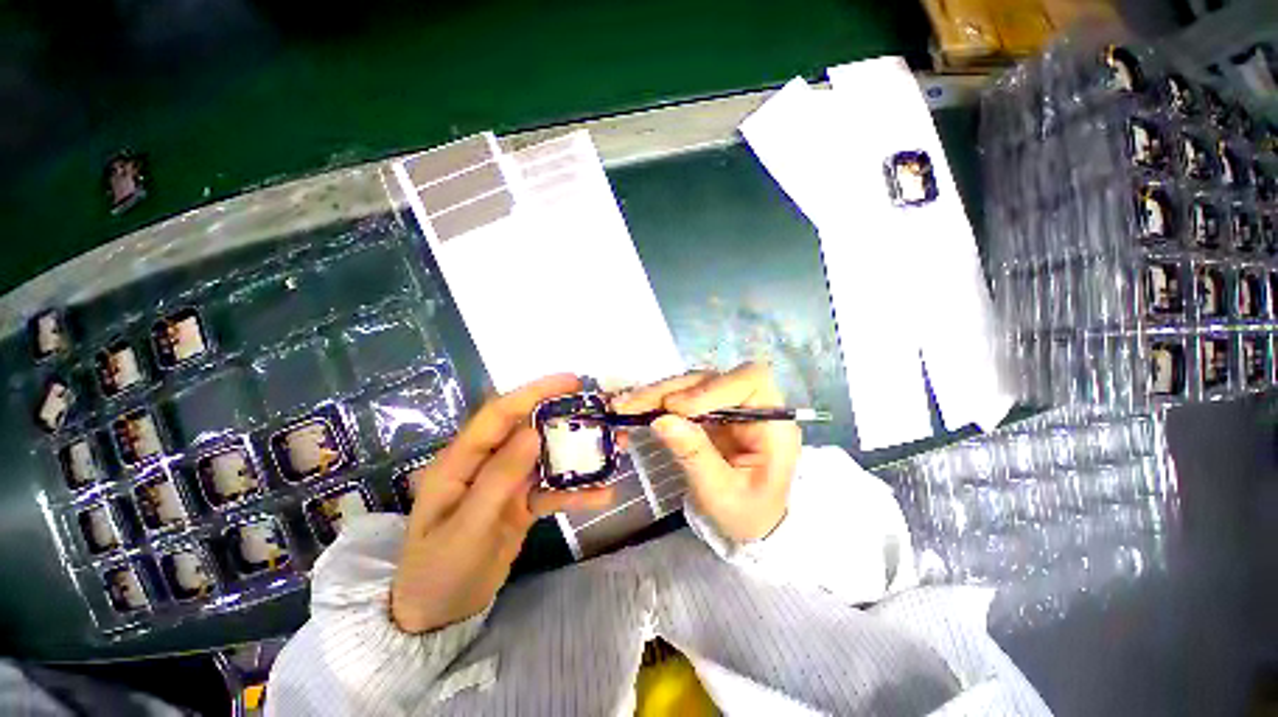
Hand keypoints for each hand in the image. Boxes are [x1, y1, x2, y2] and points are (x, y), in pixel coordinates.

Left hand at [390, 374, 614, 633]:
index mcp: (461, 461)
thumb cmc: (440, 571)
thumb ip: (499, 478)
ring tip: (615, 448)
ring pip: (547, 458)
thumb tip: (533, 432)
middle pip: (530, 430)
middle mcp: (486, 463)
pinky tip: (603, 495)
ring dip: (580, 453)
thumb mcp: (467, 527)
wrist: (438, 617)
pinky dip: (576, 491)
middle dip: (567, 419)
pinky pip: (552, 490)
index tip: (571, 382)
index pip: (500, 414)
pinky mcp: (521, 503)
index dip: (534, 392)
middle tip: (604, 413)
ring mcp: (506, 483)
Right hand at [613, 363, 800, 543]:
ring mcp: (727, 406)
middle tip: (632, 405)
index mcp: (772, 424)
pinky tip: (632, 409)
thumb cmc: (746, 514)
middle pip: (711, 379)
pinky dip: (655, 403)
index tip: (676, 408)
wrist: (748, 523)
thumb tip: (661, 421)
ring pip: (690, 385)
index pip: (750, 382)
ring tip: (624, 406)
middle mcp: (751, 406)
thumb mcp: (721, 494)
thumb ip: (695, 456)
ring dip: (656, 394)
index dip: (712, 387)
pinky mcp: (708, 412)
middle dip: (670, 391)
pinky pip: (680, 398)